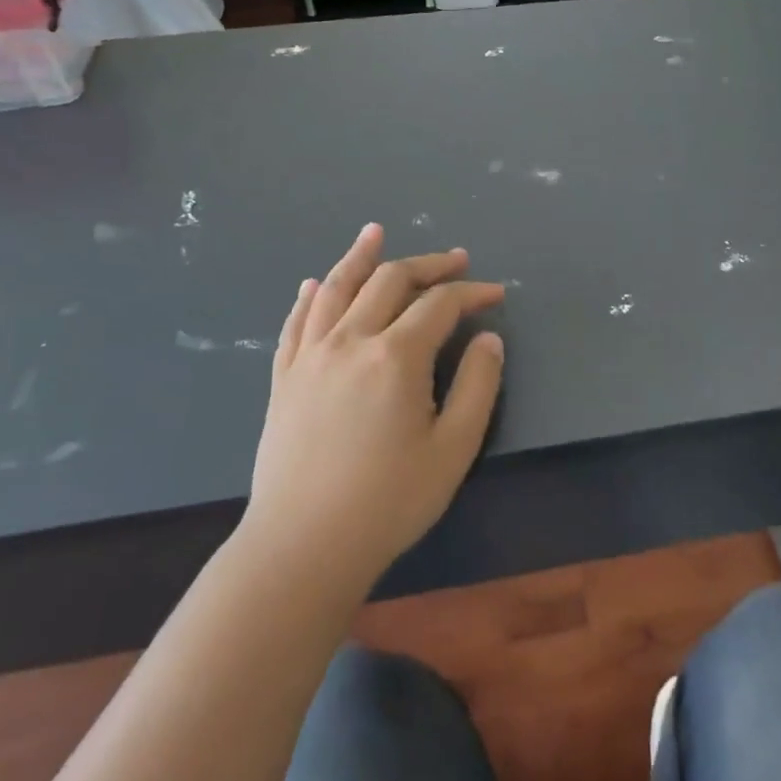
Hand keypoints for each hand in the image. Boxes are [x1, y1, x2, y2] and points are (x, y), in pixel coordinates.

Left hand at [245, 224, 504, 586]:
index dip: (472, 292)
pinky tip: (315, 283)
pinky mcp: (284, 378)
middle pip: (390, 281)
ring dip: (360, 256)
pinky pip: (296, 322)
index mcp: (395, 356)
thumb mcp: (453, 449)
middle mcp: (350, 340)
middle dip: (428, 265)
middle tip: (456, 259)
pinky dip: (311, 295)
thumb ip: (477, 386)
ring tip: (375, 233)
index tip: (496, 294)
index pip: (440, 304)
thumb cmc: (388, 502)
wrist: (302, 547)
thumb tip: (489, 338)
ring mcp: (311, 356)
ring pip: (336, 288)